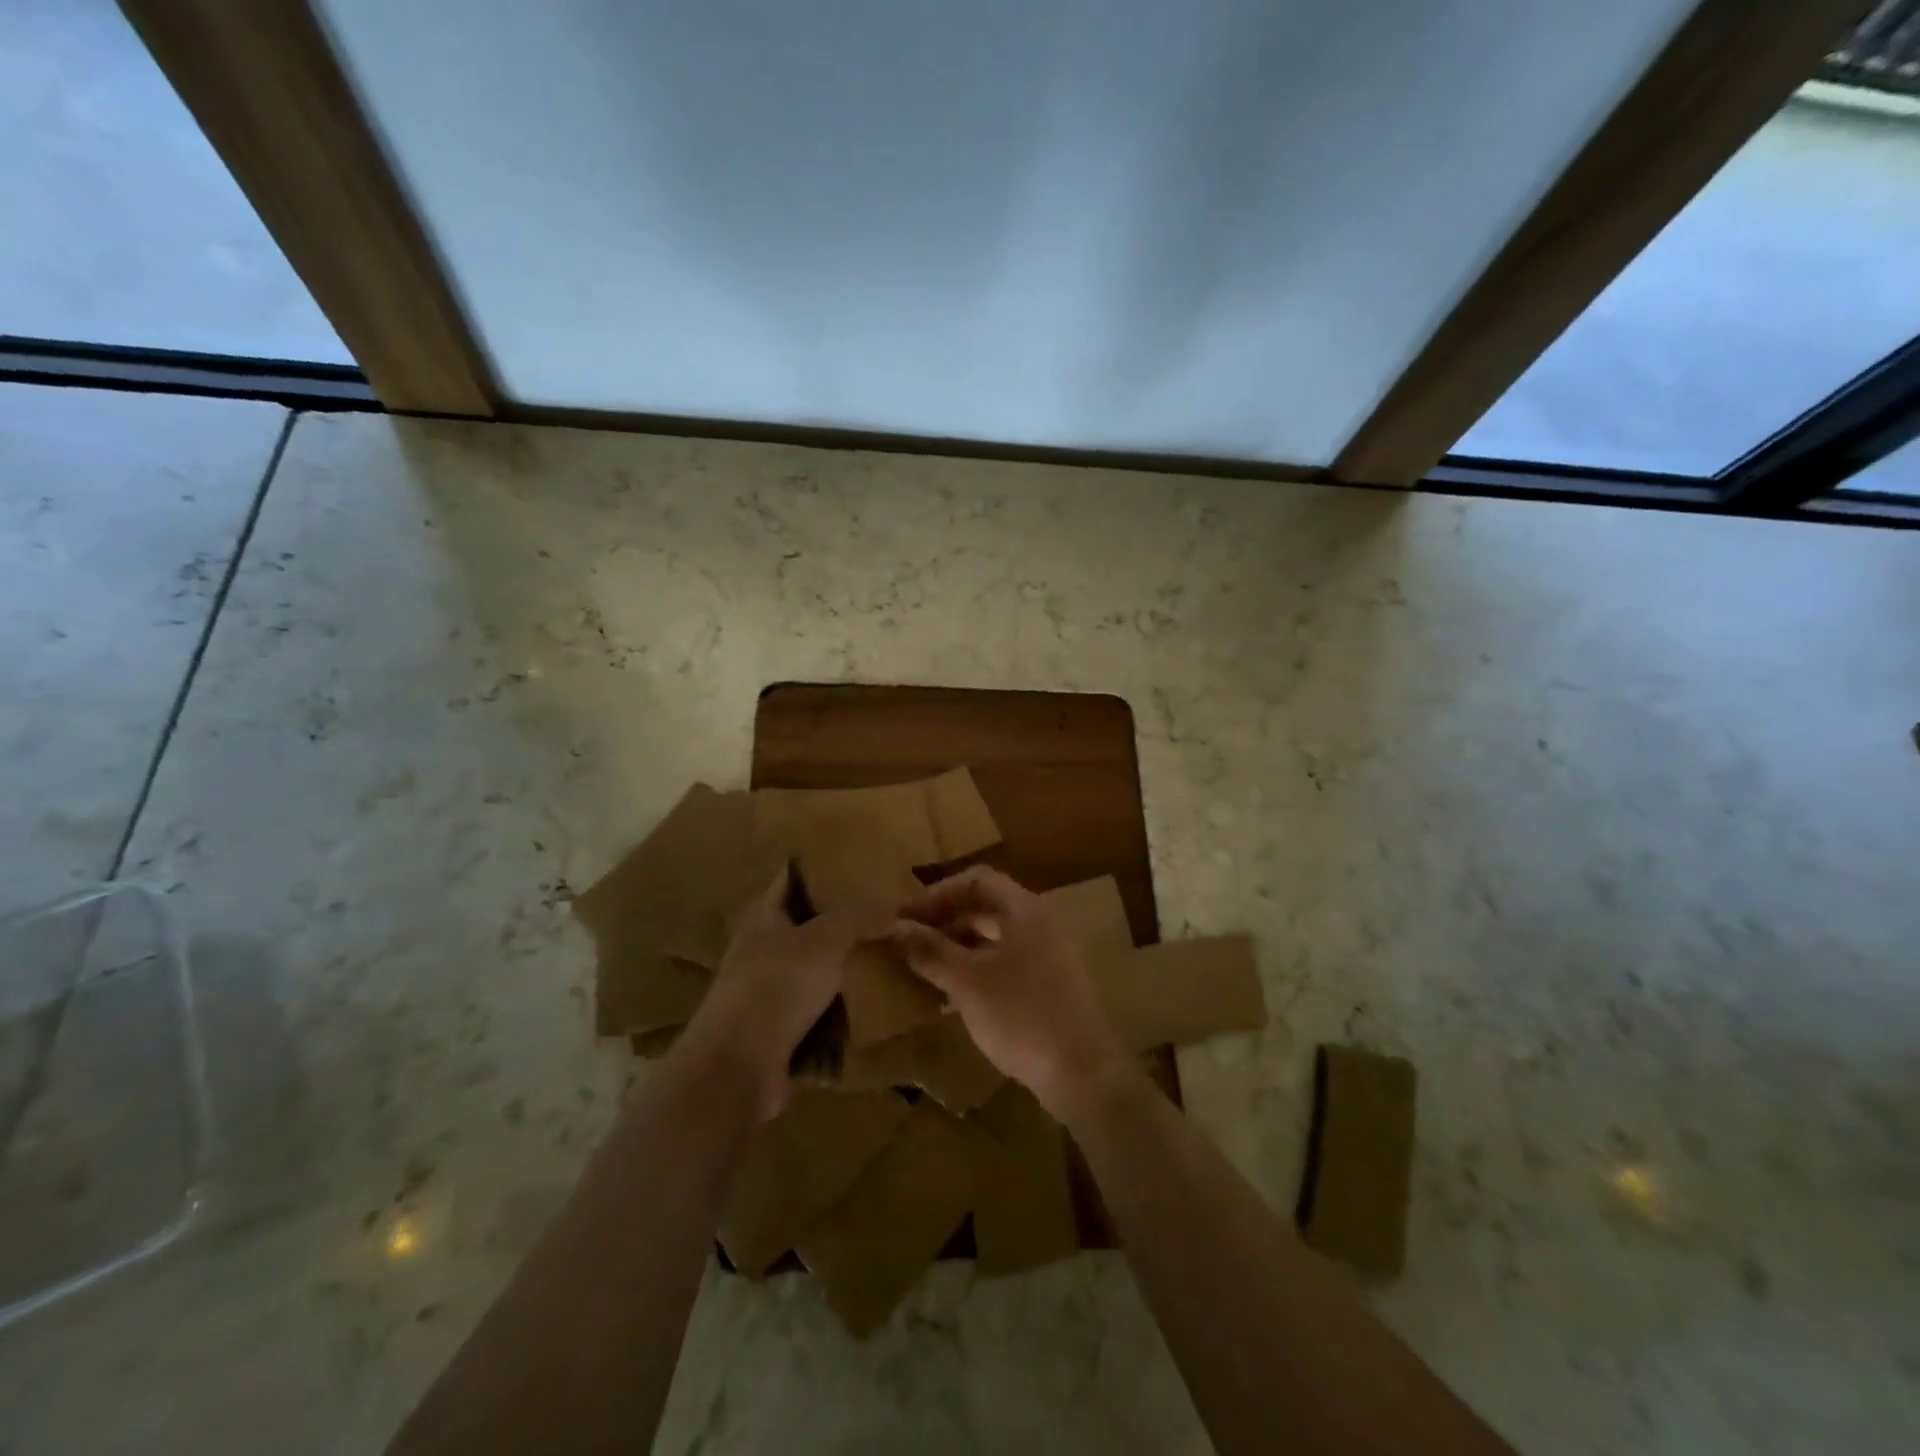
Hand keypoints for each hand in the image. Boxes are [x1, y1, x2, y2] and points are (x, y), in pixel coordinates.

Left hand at [683, 865, 890, 1118]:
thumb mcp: (824, 940)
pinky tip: (874, 1002)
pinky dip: (842, 1007)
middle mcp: (761, 950)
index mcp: (763, 918)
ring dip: (845, 966)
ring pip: (816, 969)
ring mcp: (768, 992)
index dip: (821, 866)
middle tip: (887, 910)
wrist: (737, 1068)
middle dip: (843, 919)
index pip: (791, 878)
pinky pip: (819, 1010)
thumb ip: (860, 917)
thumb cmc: (775, 988)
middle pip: (807, 925)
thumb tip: (896, 907)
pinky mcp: (779, 1031)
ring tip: (889, 952)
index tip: (858, 860)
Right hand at [889, 866, 1135, 1122]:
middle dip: (944, 921)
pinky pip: (1004, 964)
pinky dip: (975, 971)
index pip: (977, 880)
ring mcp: (1048, 955)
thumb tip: (894, 927)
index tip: (905, 918)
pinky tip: (948, 998)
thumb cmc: (1022, 1016)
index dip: (937, 894)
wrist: (1082, 1073)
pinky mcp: (1048, 986)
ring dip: (956, 948)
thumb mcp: (967, 982)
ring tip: (922, 969)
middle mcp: (1040, 924)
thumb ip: (930, 950)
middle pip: (985, 907)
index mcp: (1026, 910)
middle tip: (908, 942)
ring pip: (993, 938)